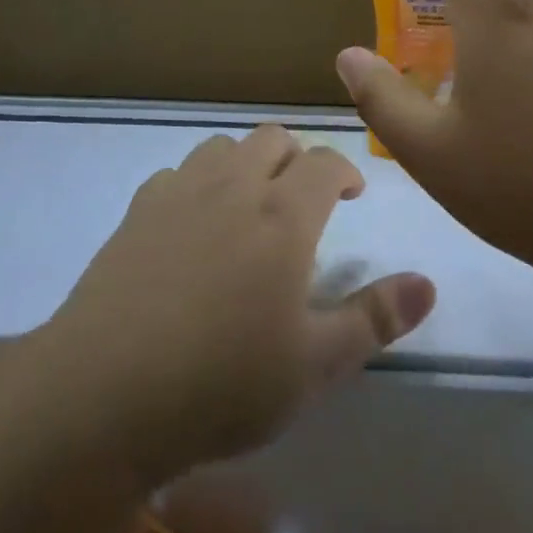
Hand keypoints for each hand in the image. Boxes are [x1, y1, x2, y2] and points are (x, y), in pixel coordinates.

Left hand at [42, 125, 435, 484]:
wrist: (104, 393)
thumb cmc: (223, 382)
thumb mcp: (315, 365)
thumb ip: (375, 318)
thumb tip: (429, 283)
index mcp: (283, 215)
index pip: (324, 163)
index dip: (344, 171)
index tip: (351, 194)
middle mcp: (233, 186)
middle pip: (271, 138)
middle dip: (296, 158)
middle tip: (303, 199)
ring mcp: (179, 193)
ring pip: (222, 146)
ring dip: (246, 162)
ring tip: (249, 205)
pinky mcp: (137, 212)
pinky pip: (176, 173)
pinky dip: (197, 183)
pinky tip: (192, 224)